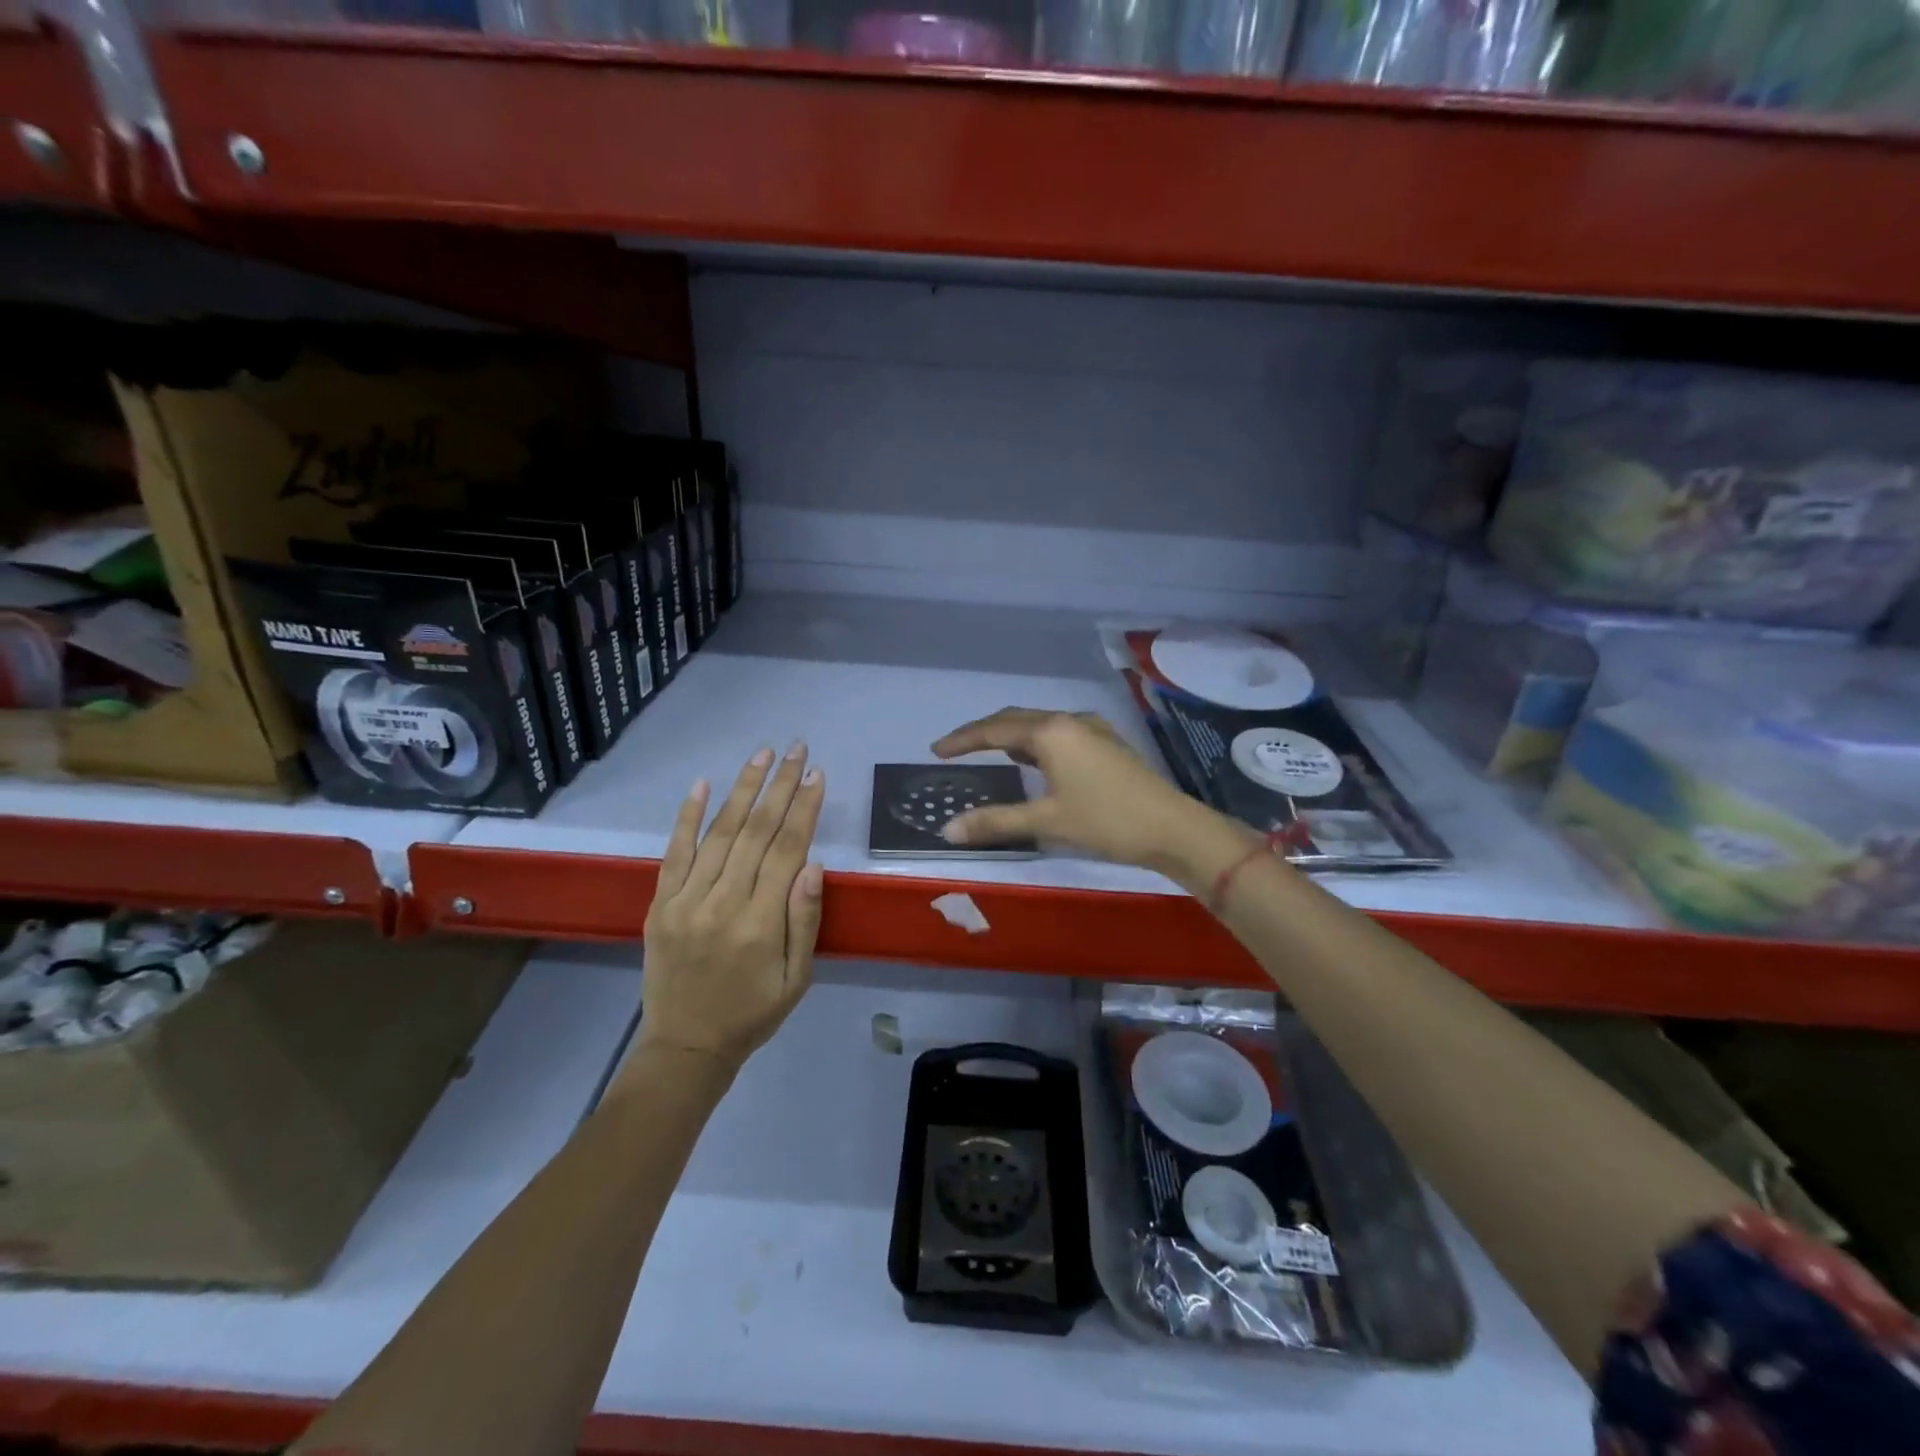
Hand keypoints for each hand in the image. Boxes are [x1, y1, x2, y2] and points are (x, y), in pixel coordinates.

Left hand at [640, 743, 825, 1066]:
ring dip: (742, 789)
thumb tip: (813, 865)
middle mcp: (722, 903)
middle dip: (779, 786)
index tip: (816, 774)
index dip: (803, 808)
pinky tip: (702, 785)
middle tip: (796, 749)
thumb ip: (805, 920)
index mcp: (760, 923)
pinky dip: (688, 817)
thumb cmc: (753, 1013)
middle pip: (756, 832)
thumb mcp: (797, 978)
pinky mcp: (660, 905)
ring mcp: (685, 901)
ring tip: (761, 755)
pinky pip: (674, 853)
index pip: (787, 850)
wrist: (686, 1047)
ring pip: (719, 834)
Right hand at [930, 709, 1221, 873]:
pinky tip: (1036, 762)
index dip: (962, 739)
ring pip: (1040, 726)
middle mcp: (1069, 721)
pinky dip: (1036, 744)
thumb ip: (996, 821)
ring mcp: (1092, 730)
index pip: (994, 729)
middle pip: (1015, 720)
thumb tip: (948, 830)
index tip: (936, 750)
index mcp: (1051, 732)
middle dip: (984, 733)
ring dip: (1012, 737)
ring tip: (991, 755)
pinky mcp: (1107, 743)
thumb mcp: (1047, 821)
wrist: (1173, 827)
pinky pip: (1059, 734)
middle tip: (956, 749)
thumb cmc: (1106, 821)